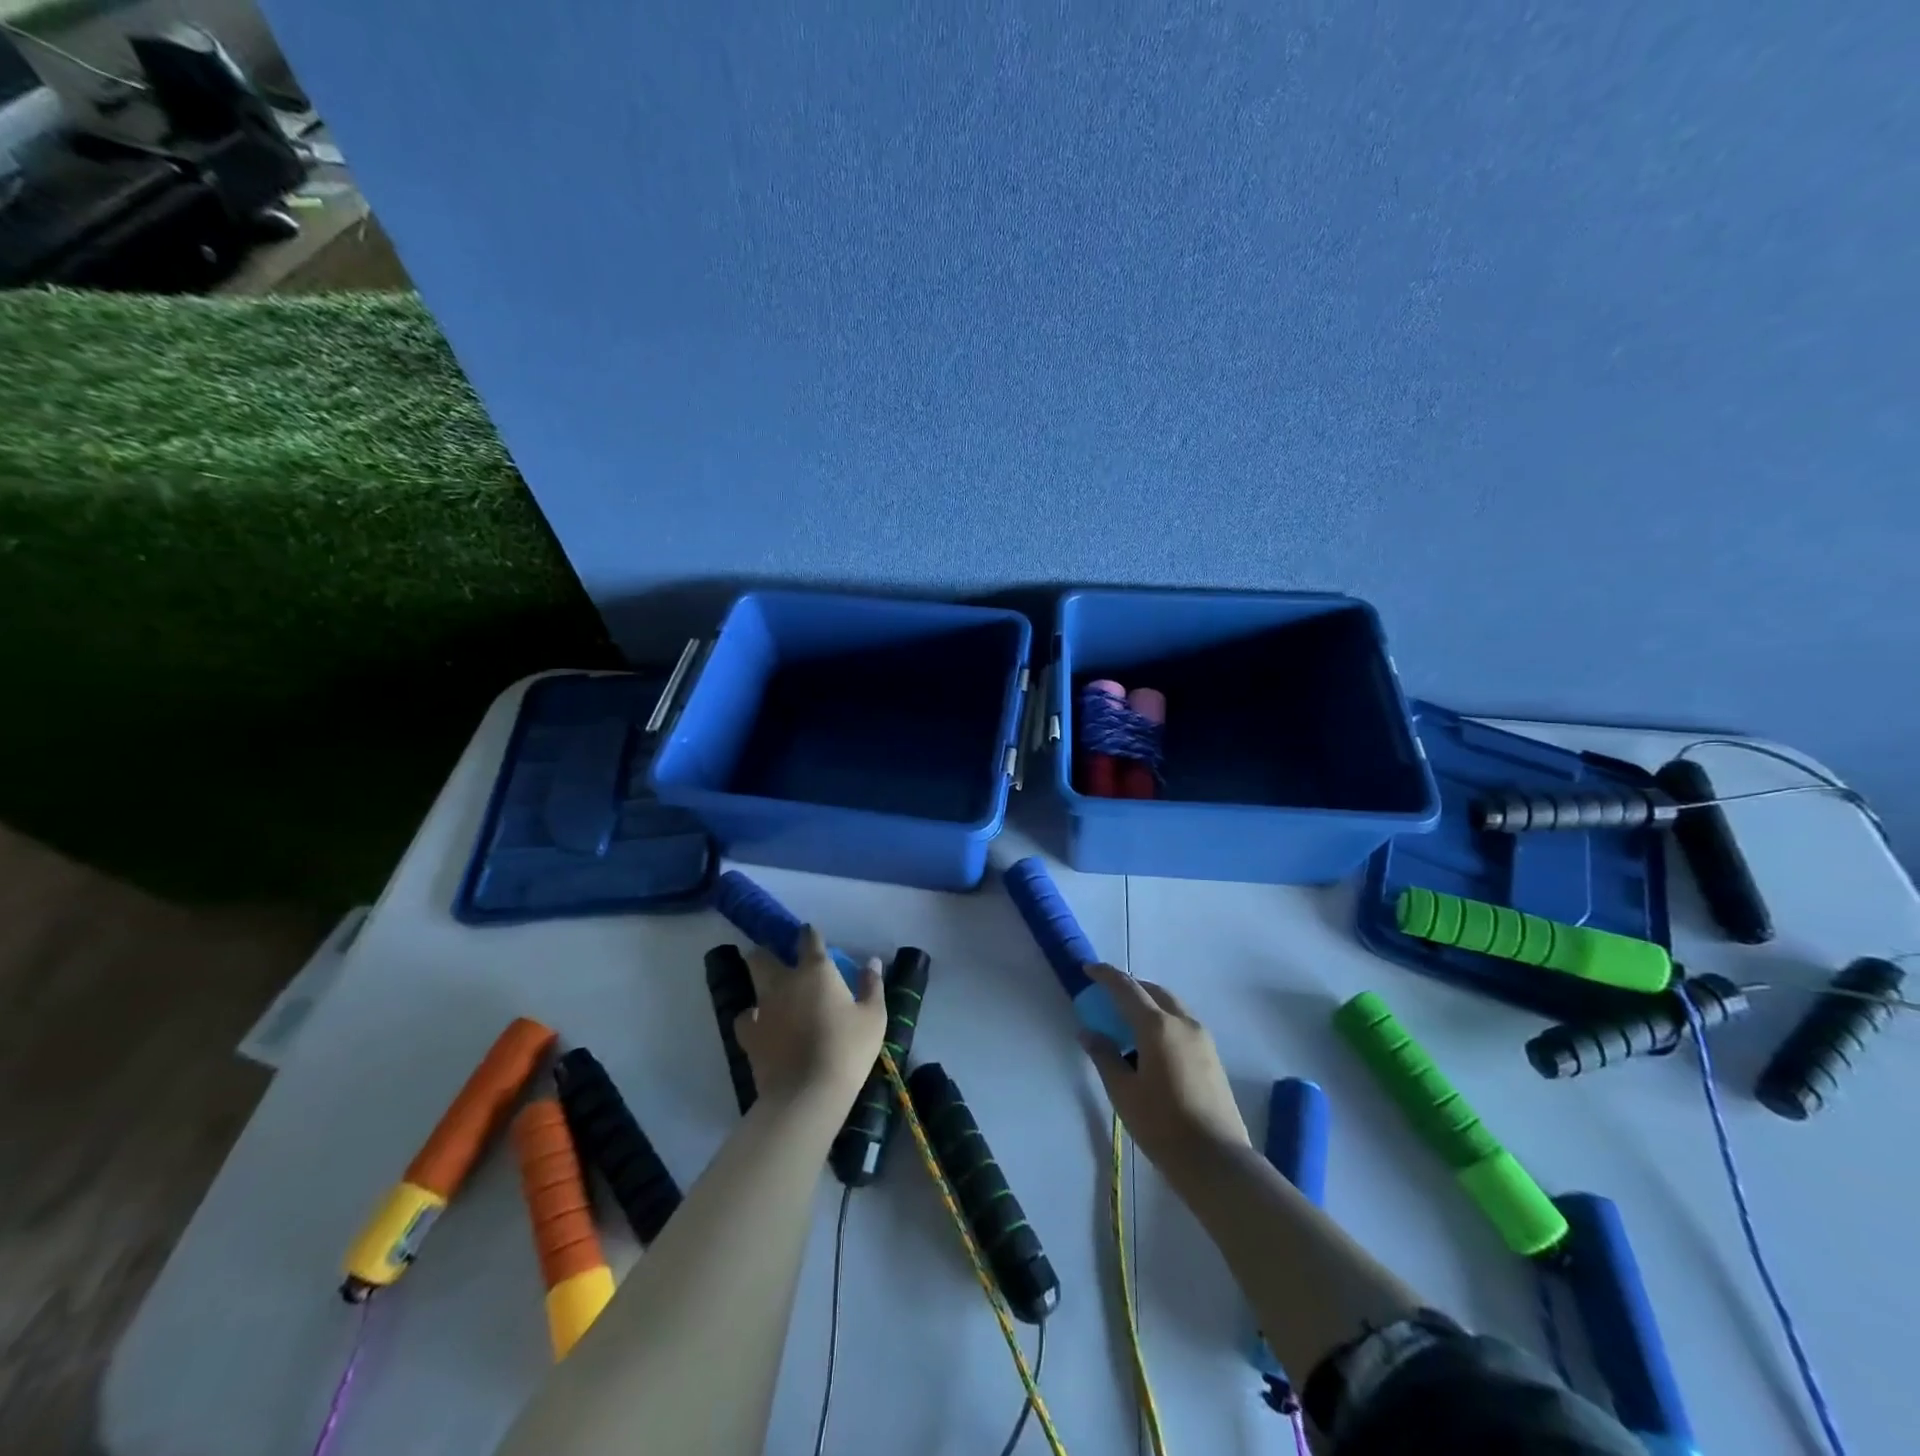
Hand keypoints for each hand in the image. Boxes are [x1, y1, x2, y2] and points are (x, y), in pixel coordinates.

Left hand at [736, 926, 886, 1108]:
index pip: (808, 939)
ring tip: (770, 992)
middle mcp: (784, 982)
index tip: (810, 933)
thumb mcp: (873, 1017)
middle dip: (767, 952)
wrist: (807, 1093)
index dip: (809, 933)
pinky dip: (752, 1018)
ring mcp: (763, 1008)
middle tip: (777, 959)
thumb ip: (872, 986)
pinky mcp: (749, 1035)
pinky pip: (745, 1018)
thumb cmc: (847, 1049)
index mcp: (816, 971)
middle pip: (763, 956)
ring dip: (759, 983)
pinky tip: (761, 1025)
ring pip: (751, 983)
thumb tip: (872, 962)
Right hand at [1081, 961, 1250, 1181]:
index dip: (1106, 975)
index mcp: (1158, 1026)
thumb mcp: (1123, 1091)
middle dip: (1130, 987)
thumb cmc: (1162, 1124)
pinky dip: (1162, 1019)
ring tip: (1128, 1022)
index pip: (1127, 988)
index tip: (1088, 970)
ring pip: (1171, 1005)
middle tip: (1108, 997)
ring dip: (1148, 1003)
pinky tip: (1151, 1045)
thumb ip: (1104, 1055)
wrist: (1216, 1160)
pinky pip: (1182, 1023)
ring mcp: (1202, 1038)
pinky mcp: (1212, 1055)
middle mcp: (1183, 1022)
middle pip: (1153, 991)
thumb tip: (1088, 1032)